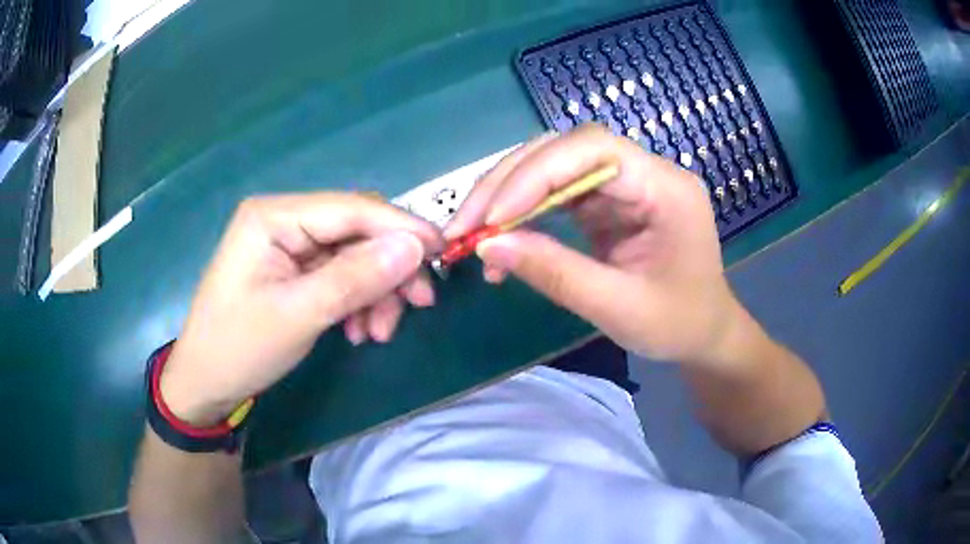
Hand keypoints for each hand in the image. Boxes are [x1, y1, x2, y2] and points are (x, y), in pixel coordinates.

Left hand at [161, 193, 442, 424]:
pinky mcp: (294, 271)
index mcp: (274, 216)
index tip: (442, 252)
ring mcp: (289, 246)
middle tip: (419, 305)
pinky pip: (340, 276)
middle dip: (389, 268)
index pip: (351, 208)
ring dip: (376, 291)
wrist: (206, 383)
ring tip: (379, 333)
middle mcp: (284, 221)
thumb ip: (356, 277)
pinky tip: (360, 330)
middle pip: (356, 231)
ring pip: (353, 256)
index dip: (400, 227)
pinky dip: (358, 301)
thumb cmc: (240, 347)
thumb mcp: (299, 314)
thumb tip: (415, 246)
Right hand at [446, 125, 742, 364]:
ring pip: (553, 166)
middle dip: (509, 182)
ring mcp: (624, 185)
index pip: (594, 149)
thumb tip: (487, 246)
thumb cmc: (677, 324)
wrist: (703, 334)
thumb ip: (556, 273)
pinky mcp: (608, 202)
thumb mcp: (619, 307)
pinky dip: (522, 213)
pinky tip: (501, 240)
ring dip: (507, 196)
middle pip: (566, 149)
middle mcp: (645, 173)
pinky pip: (556, 193)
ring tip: (473, 233)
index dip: (537, 173)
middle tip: (465, 225)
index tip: (493, 218)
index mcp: (666, 188)